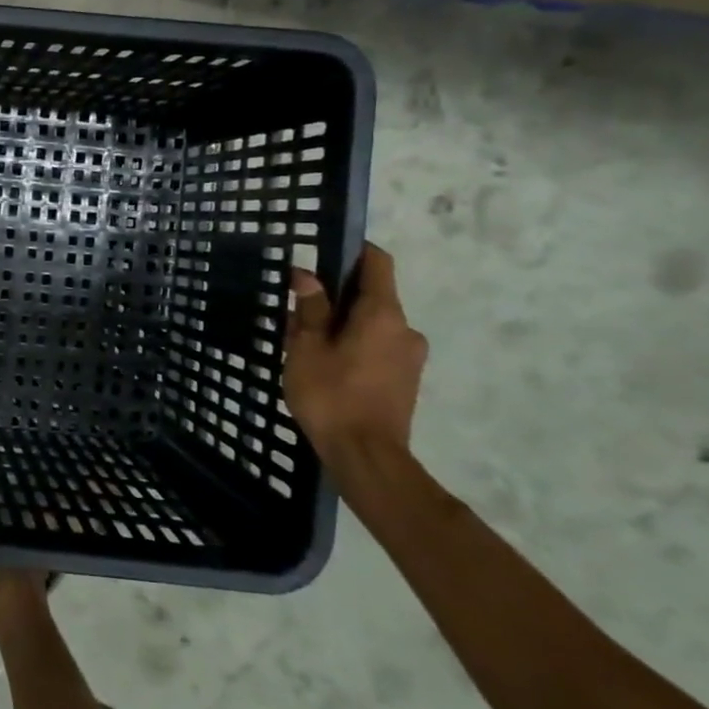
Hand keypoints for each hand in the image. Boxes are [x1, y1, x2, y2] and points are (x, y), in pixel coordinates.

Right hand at [282, 243, 427, 472]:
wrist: (366, 456)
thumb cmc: (331, 395)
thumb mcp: (307, 348)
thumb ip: (310, 309)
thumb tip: (307, 275)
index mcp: (383, 314)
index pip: (377, 263)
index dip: (353, 252)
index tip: (323, 255)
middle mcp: (405, 328)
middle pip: (372, 296)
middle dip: (335, 298)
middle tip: (297, 314)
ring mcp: (410, 357)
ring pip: (372, 325)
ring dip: (342, 326)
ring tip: (306, 347)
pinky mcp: (406, 380)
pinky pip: (377, 348)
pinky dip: (353, 347)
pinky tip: (325, 367)